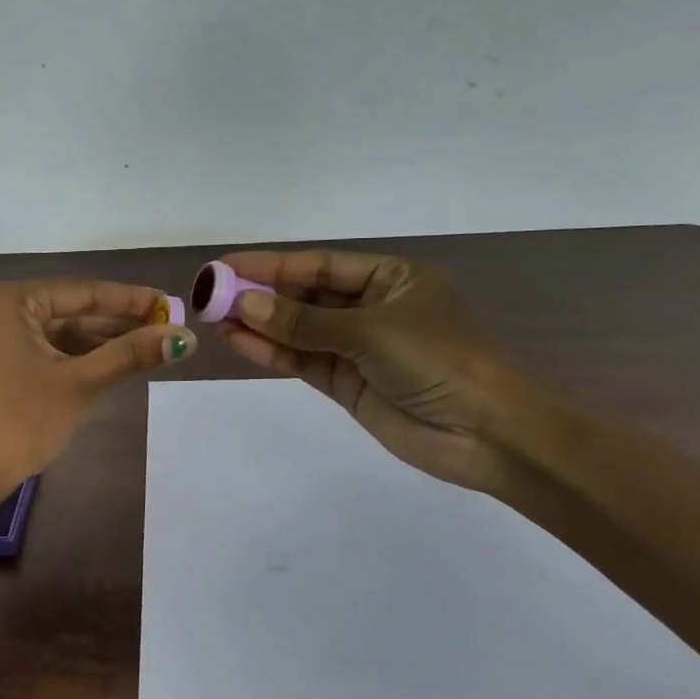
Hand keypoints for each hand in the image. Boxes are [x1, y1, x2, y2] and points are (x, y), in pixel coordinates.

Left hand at [0, 278, 195, 502]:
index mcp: (9, 300)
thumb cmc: (15, 421)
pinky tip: (106, 369)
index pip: (83, 292)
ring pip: (55, 336)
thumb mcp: (77, 384)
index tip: (171, 305)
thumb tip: (184, 337)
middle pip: (69, 312)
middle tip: (166, 331)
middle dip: (116, 325)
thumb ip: (130, 356)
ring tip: (146, 351)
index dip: (131, 300)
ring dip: (97, 345)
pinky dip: (71, 362)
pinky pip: (38, 354)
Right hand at [216, 249, 532, 492]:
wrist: (490, 433)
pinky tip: (239, 342)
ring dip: (259, 325)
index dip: (271, 265)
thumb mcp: (371, 331)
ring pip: (299, 330)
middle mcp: (371, 308)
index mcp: (391, 279)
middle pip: (305, 296)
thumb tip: (245, 304)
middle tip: (210, 295)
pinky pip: (303, 361)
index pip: (320, 265)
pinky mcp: (348, 383)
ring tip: (213, 318)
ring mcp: (357, 348)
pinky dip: (272, 352)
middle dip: (260, 295)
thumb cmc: (441, 361)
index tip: (225, 266)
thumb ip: (304, 321)